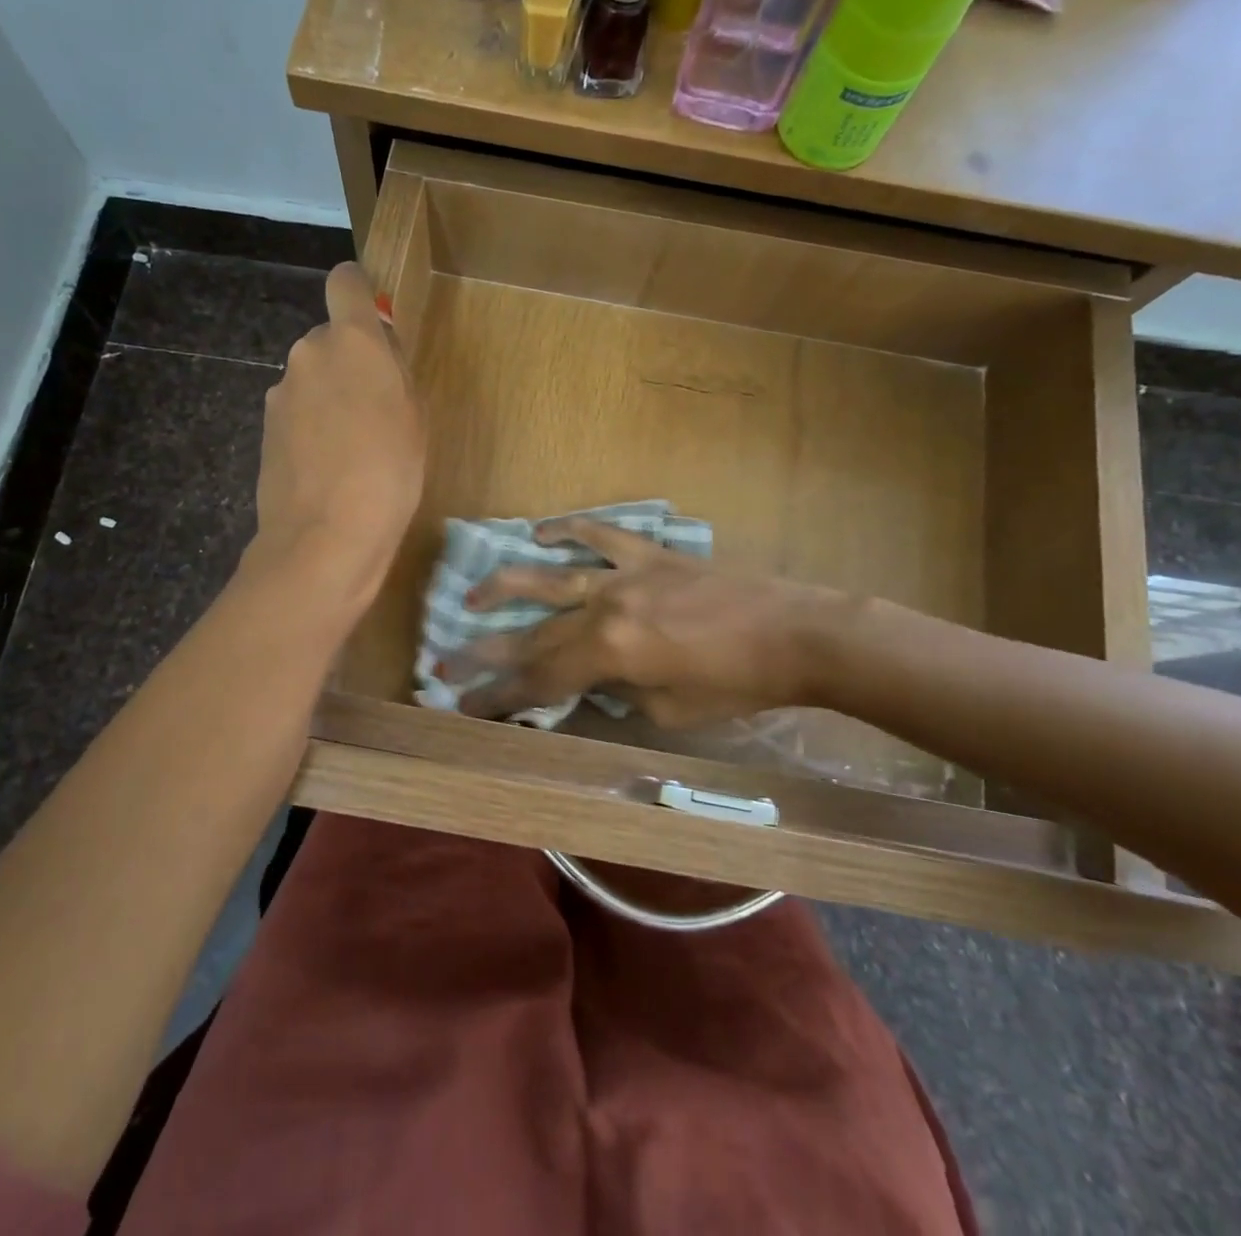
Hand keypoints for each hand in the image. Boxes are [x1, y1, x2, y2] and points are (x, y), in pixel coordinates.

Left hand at [248, 262, 423, 611]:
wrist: (327, 535)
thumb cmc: (390, 472)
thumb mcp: (415, 416)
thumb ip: (394, 371)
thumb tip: (378, 353)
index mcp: (352, 341)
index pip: (346, 282)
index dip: (360, 291)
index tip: (375, 318)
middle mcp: (308, 353)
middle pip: (329, 339)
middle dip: (349, 361)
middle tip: (375, 408)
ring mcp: (280, 392)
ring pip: (312, 378)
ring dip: (329, 397)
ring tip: (351, 448)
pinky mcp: (265, 428)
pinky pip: (297, 411)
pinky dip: (311, 427)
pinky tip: (327, 467)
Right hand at [452, 518, 840, 726]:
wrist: (796, 633)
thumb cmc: (737, 684)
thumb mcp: (669, 710)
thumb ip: (618, 695)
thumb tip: (592, 682)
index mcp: (610, 652)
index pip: (539, 678)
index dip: (499, 696)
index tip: (462, 704)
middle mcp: (605, 607)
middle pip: (534, 632)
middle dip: (487, 652)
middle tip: (444, 660)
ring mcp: (625, 573)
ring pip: (551, 575)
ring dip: (506, 585)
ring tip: (471, 593)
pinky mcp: (650, 554)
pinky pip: (601, 535)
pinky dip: (569, 530)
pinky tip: (540, 533)